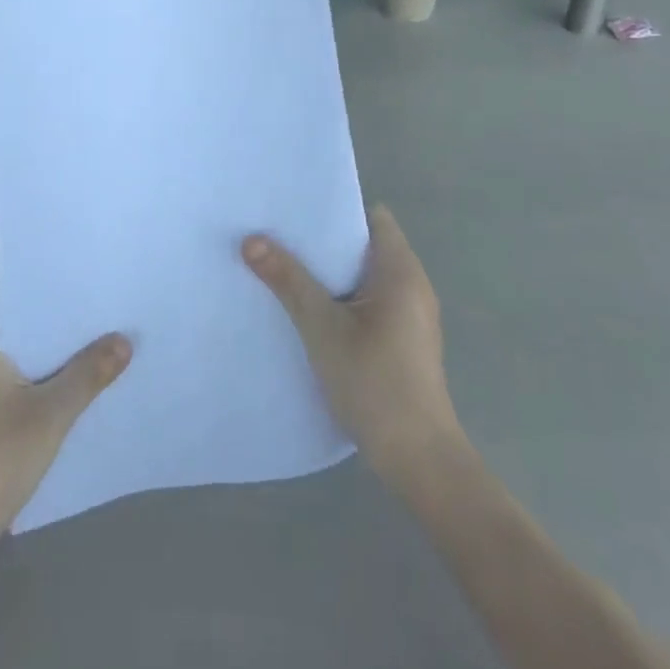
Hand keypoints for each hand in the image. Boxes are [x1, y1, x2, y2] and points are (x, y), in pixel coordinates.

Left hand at [0, 327, 131, 557]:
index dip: (63, 323)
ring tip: (89, 375)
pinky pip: (1, 398)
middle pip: (21, 347)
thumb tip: (123, 339)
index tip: (99, 322)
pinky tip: (57, 411)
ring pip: (13, 375)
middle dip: (59, 352)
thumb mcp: (52, 415)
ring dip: (45, 379)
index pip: (26, 321)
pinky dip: (28, 400)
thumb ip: (89, 374)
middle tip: (103, 347)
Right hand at [243, 206, 464, 487]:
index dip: (336, 210)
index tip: (296, 210)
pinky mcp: (403, 341)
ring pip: (364, 277)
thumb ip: (288, 280)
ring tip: (284, 267)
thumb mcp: (322, 327)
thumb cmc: (374, 382)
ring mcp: (410, 316)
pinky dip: (341, 298)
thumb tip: (251, 239)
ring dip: (329, 273)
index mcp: (401, 272)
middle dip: (323, 241)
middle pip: (365, 246)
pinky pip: (368, 302)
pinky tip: (308, 310)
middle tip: (277, 235)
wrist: (418, 458)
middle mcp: (412, 286)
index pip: (373, 218)